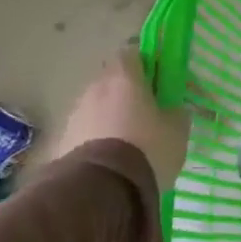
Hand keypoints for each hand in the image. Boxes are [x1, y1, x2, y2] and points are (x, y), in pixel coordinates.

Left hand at [51, 54, 190, 193]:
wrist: (102, 188)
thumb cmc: (148, 148)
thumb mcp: (178, 130)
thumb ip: (176, 112)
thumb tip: (172, 108)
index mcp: (125, 78)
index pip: (131, 53)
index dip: (146, 64)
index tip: (159, 80)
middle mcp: (95, 88)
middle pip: (112, 79)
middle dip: (127, 91)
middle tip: (147, 112)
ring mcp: (75, 113)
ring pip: (97, 105)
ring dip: (111, 115)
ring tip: (129, 141)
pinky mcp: (63, 139)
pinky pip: (86, 129)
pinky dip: (98, 137)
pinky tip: (112, 158)